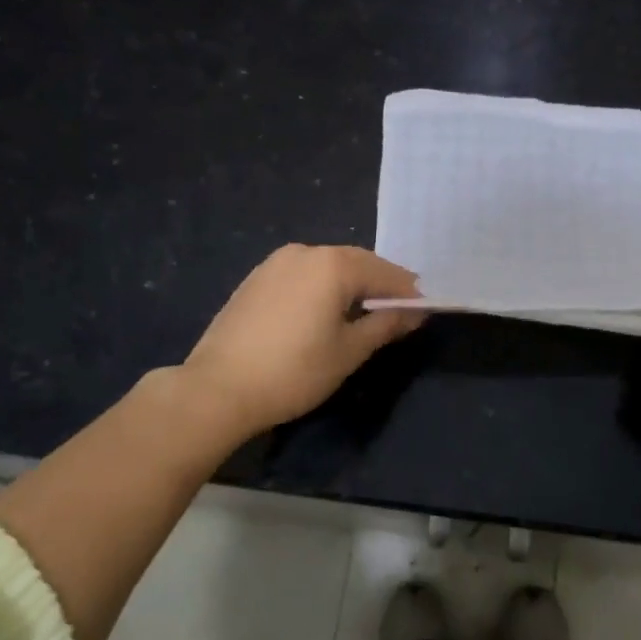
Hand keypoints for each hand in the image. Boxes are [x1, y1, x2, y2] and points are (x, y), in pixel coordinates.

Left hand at [182, 245, 424, 437]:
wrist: (218, 388)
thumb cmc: (294, 372)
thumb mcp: (349, 352)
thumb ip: (385, 325)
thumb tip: (416, 312)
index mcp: (333, 265)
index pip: (385, 273)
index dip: (407, 292)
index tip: (422, 310)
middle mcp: (306, 251)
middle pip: (357, 262)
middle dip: (380, 284)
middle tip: (397, 312)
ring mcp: (276, 262)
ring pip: (328, 266)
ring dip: (351, 283)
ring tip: (362, 313)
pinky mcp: (257, 278)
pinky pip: (303, 273)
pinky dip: (322, 286)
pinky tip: (324, 311)